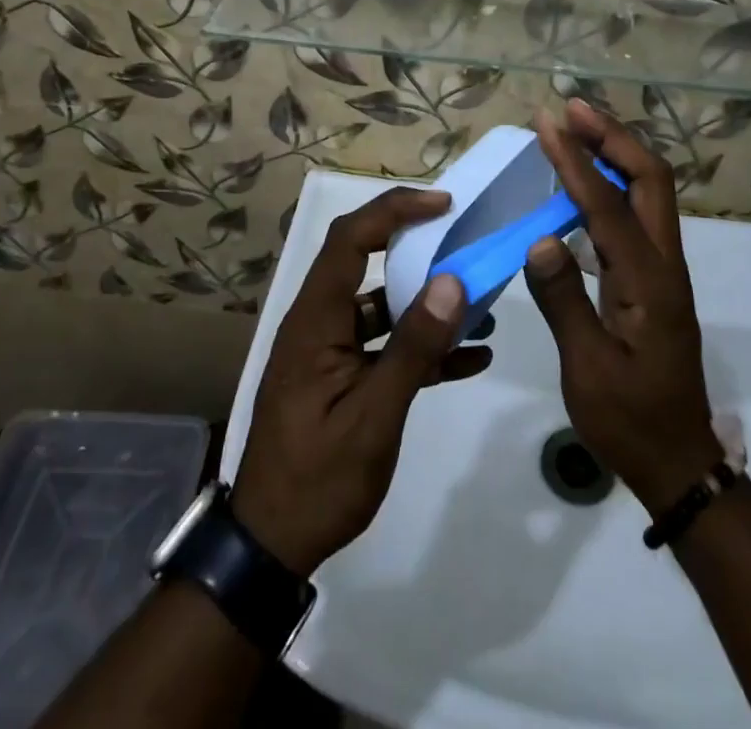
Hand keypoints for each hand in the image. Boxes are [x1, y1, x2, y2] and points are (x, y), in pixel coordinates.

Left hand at [234, 187, 492, 574]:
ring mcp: (330, 350)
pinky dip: (422, 345)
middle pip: (365, 261)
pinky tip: (470, 358)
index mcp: (315, 319)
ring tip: (479, 303)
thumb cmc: (318, 478)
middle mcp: (319, 323)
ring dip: (426, 302)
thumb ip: (414, 347)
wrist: (271, 546)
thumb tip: (452, 282)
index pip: (350, 238)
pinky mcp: (341, 377)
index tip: (443, 204)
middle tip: (462, 239)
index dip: (394, 210)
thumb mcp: (373, 416)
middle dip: (416, 246)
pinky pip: (384, 345)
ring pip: (381, 305)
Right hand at [526, 100, 722, 512]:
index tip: (547, 123)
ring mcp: (664, 268)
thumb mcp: (588, 370)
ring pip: (650, 191)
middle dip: (612, 136)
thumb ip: (564, 301)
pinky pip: (637, 213)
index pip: (609, 205)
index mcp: (648, 283)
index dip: (576, 161)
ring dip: (615, 152)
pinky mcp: (655, 277)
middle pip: (651, 178)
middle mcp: (665, 263)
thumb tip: (540, 238)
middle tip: (570, 110)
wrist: (677, 459)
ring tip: (575, 128)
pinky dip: (612, 183)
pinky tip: (582, 182)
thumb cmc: (629, 419)